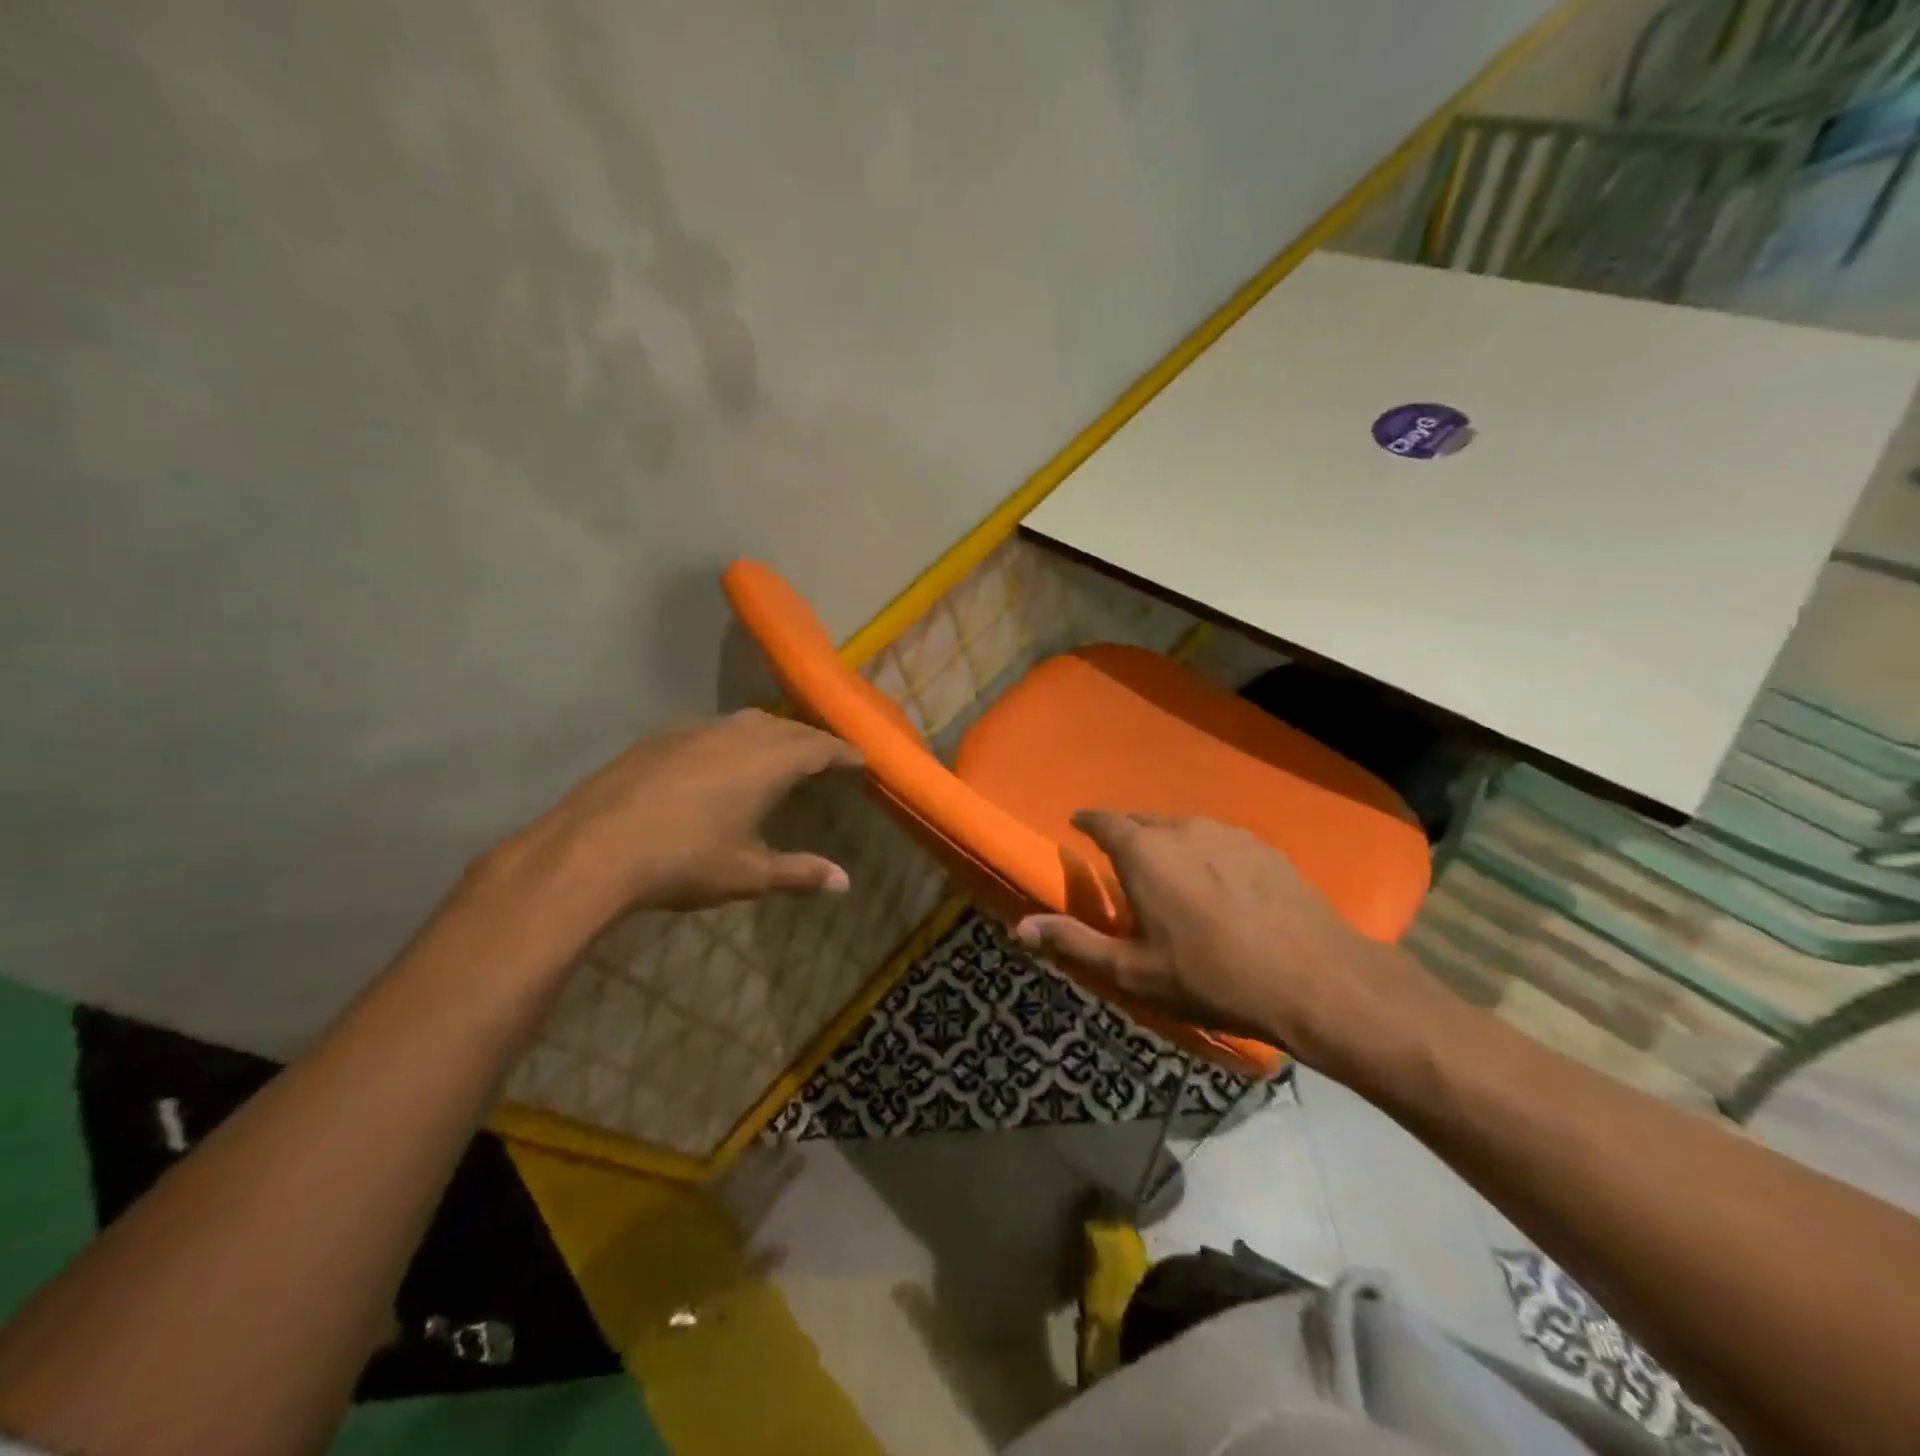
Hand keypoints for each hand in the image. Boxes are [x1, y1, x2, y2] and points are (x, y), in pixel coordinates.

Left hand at [480, 709, 862, 938]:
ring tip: (781, 753)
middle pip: (786, 728)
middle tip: (826, 756)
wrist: (591, 850)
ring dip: (773, 734)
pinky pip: (713, 729)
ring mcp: (693, 732)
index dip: (843, 752)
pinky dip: (735, 739)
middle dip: (811, 740)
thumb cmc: (683, 862)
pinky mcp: (660, 739)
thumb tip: (844, 883)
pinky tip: (723, 761)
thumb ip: (799, 873)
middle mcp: (735, 735)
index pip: (818, 747)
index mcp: (766, 762)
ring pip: (747, 722)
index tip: (861, 759)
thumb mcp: (748, 874)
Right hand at [1014, 812, 1426, 1066]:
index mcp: (1145, 852)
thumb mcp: (1133, 971)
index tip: (1079, 826)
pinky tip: (1221, 889)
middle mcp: (1183, 829)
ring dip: (1171, 848)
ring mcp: (1229, 834)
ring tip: (1173, 880)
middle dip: (1129, 839)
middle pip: (1144, 824)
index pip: (1104, 820)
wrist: (1314, 979)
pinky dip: (1208, 857)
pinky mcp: (1265, 849)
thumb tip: (1020, 926)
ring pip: (1185, 832)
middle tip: (1125, 869)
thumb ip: (1074, 942)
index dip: (1088, 821)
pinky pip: (1221, 844)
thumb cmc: (1211, 976)